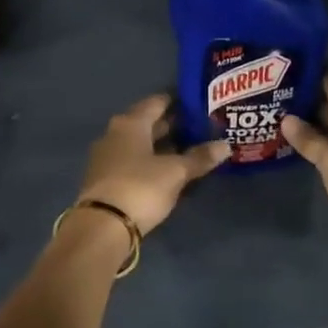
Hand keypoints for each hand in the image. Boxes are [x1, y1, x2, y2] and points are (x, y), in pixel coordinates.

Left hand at [75, 93, 228, 235]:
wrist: (102, 226)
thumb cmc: (140, 187)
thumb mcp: (176, 172)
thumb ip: (199, 157)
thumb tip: (225, 145)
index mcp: (131, 123)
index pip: (157, 102)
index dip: (177, 101)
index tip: (198, 103)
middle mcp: (115, 134)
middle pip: (147, 123)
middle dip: (172, 125)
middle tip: (199, 127)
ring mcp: (107, 157)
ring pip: (140, 144)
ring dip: (162, 146)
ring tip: (189, 149)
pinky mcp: (105, 179)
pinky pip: (133, 163)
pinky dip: (151, 163)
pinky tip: (168, 171)